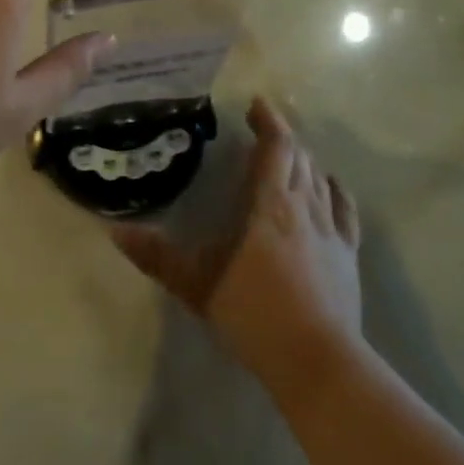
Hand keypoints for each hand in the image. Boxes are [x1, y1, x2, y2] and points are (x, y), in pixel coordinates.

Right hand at [112, 97, 362, 394]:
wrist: (316, 360)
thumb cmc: (253, 314)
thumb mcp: (196, 284)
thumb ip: (157, 256)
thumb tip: (115, 231)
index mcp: (269, 206)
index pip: (276, 148)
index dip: (268, 122)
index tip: (256, 104)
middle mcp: (304, 207)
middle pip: (299, 158)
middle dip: (282, 137)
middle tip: (263, 129)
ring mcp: (331, 230)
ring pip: (320, 178)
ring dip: (304, 160)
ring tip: (288, 155)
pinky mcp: (348, 254)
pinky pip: (344, 209)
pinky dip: (334, 189)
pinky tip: (329, 186)